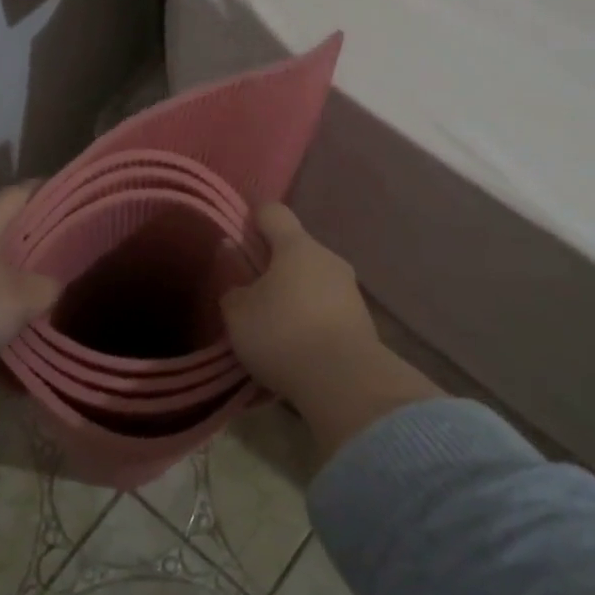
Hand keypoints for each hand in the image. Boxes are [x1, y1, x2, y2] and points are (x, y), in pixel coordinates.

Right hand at [221, 206, 379, 398]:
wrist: (345, 381)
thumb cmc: (283, 334)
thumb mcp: (238, 314)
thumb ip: (232, 288)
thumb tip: (237, 277)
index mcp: (296, 246)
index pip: (273, 212)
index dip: (253, 217)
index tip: (239, 233)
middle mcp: (328, 259)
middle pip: (295, 250)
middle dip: (273, 266)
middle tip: (250, 293)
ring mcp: (350, 290)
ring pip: (313, 282)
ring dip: (294, 296)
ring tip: (273, 327)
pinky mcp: (361, 321)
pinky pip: (327, 310)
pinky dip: (310, 321)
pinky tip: (296, 348)